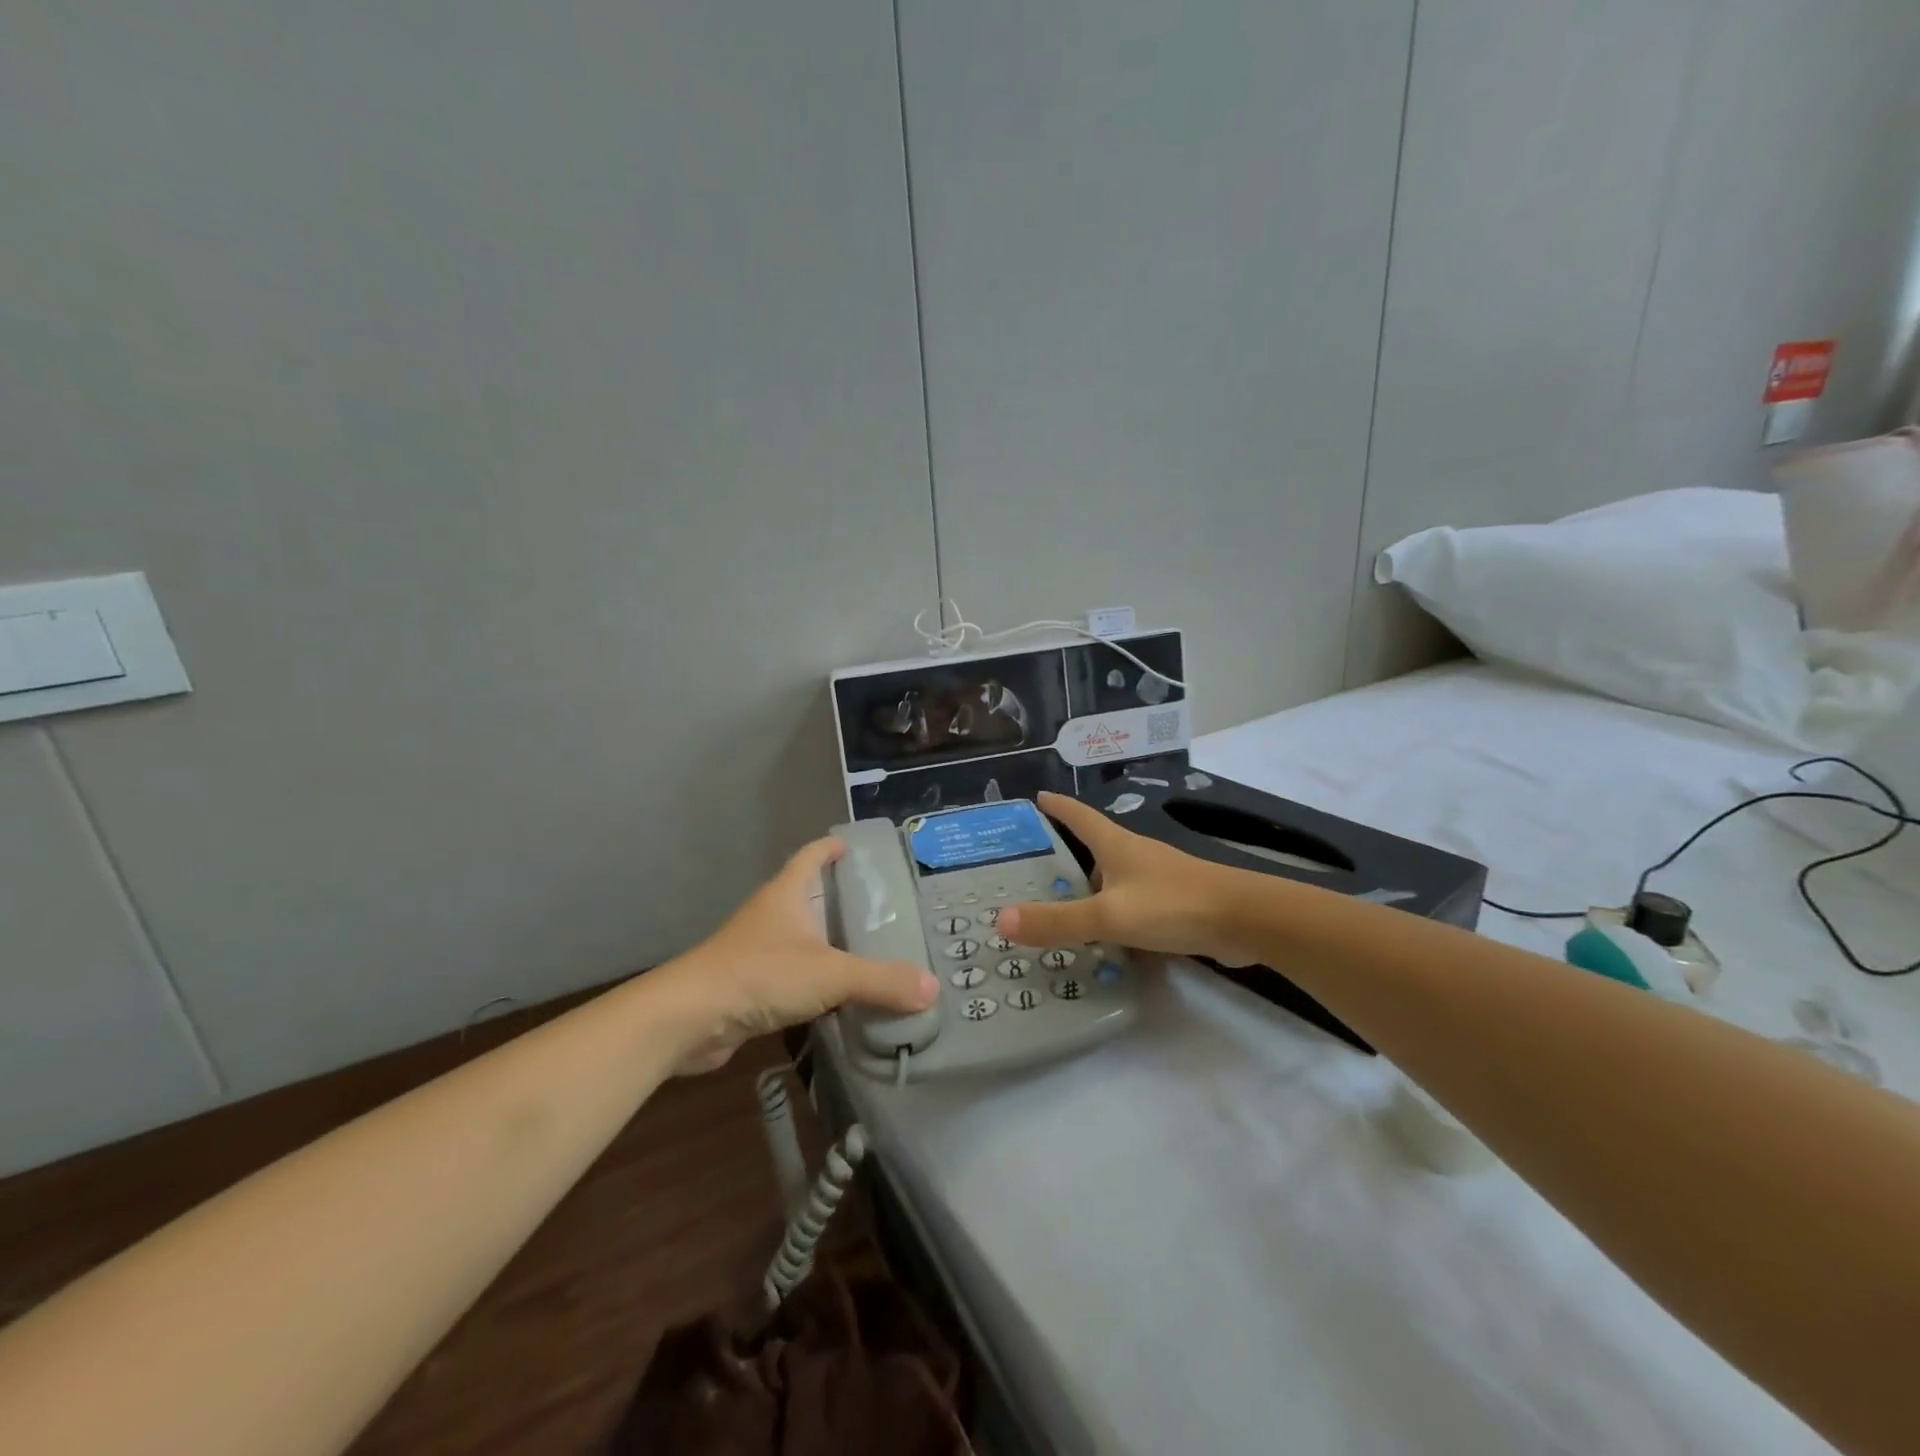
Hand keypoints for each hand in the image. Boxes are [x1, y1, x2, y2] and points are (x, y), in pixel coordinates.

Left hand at [659, 838, 939, 1074]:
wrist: (690, 1018)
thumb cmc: (761, 974)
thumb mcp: (831, 974)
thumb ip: (882, 980)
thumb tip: (932, 987)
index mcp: (787, 894)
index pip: (811, 856)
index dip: (831, 848)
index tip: (854, 847)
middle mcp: (771, 914)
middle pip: (807, 895)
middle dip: (839, 898)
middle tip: (882, 908)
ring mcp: (756, 949)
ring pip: (800, 937)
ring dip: (827, 941)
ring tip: (868, 950)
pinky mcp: (749, 984)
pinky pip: (791, 973)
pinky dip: (814, 978)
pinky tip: (838, 995)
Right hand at [998, 792, 1254, 965]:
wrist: (1245, 920)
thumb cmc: (1172, 905)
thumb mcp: (1108, 915)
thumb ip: (1058, 921)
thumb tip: (1001, 920)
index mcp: (1116, 845)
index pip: (1079, 816)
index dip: (1057, 806)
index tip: (1037, 796)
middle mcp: (1135, 855)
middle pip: (1094, 846)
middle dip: (1066, 852)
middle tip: (1033, 866)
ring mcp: (1157, 878)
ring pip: (1113, 877)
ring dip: (1090, 886)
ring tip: (1061, 904)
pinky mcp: (1174, 902)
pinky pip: (1132, 901)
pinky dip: (1113, 910)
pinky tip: (1105, 932)